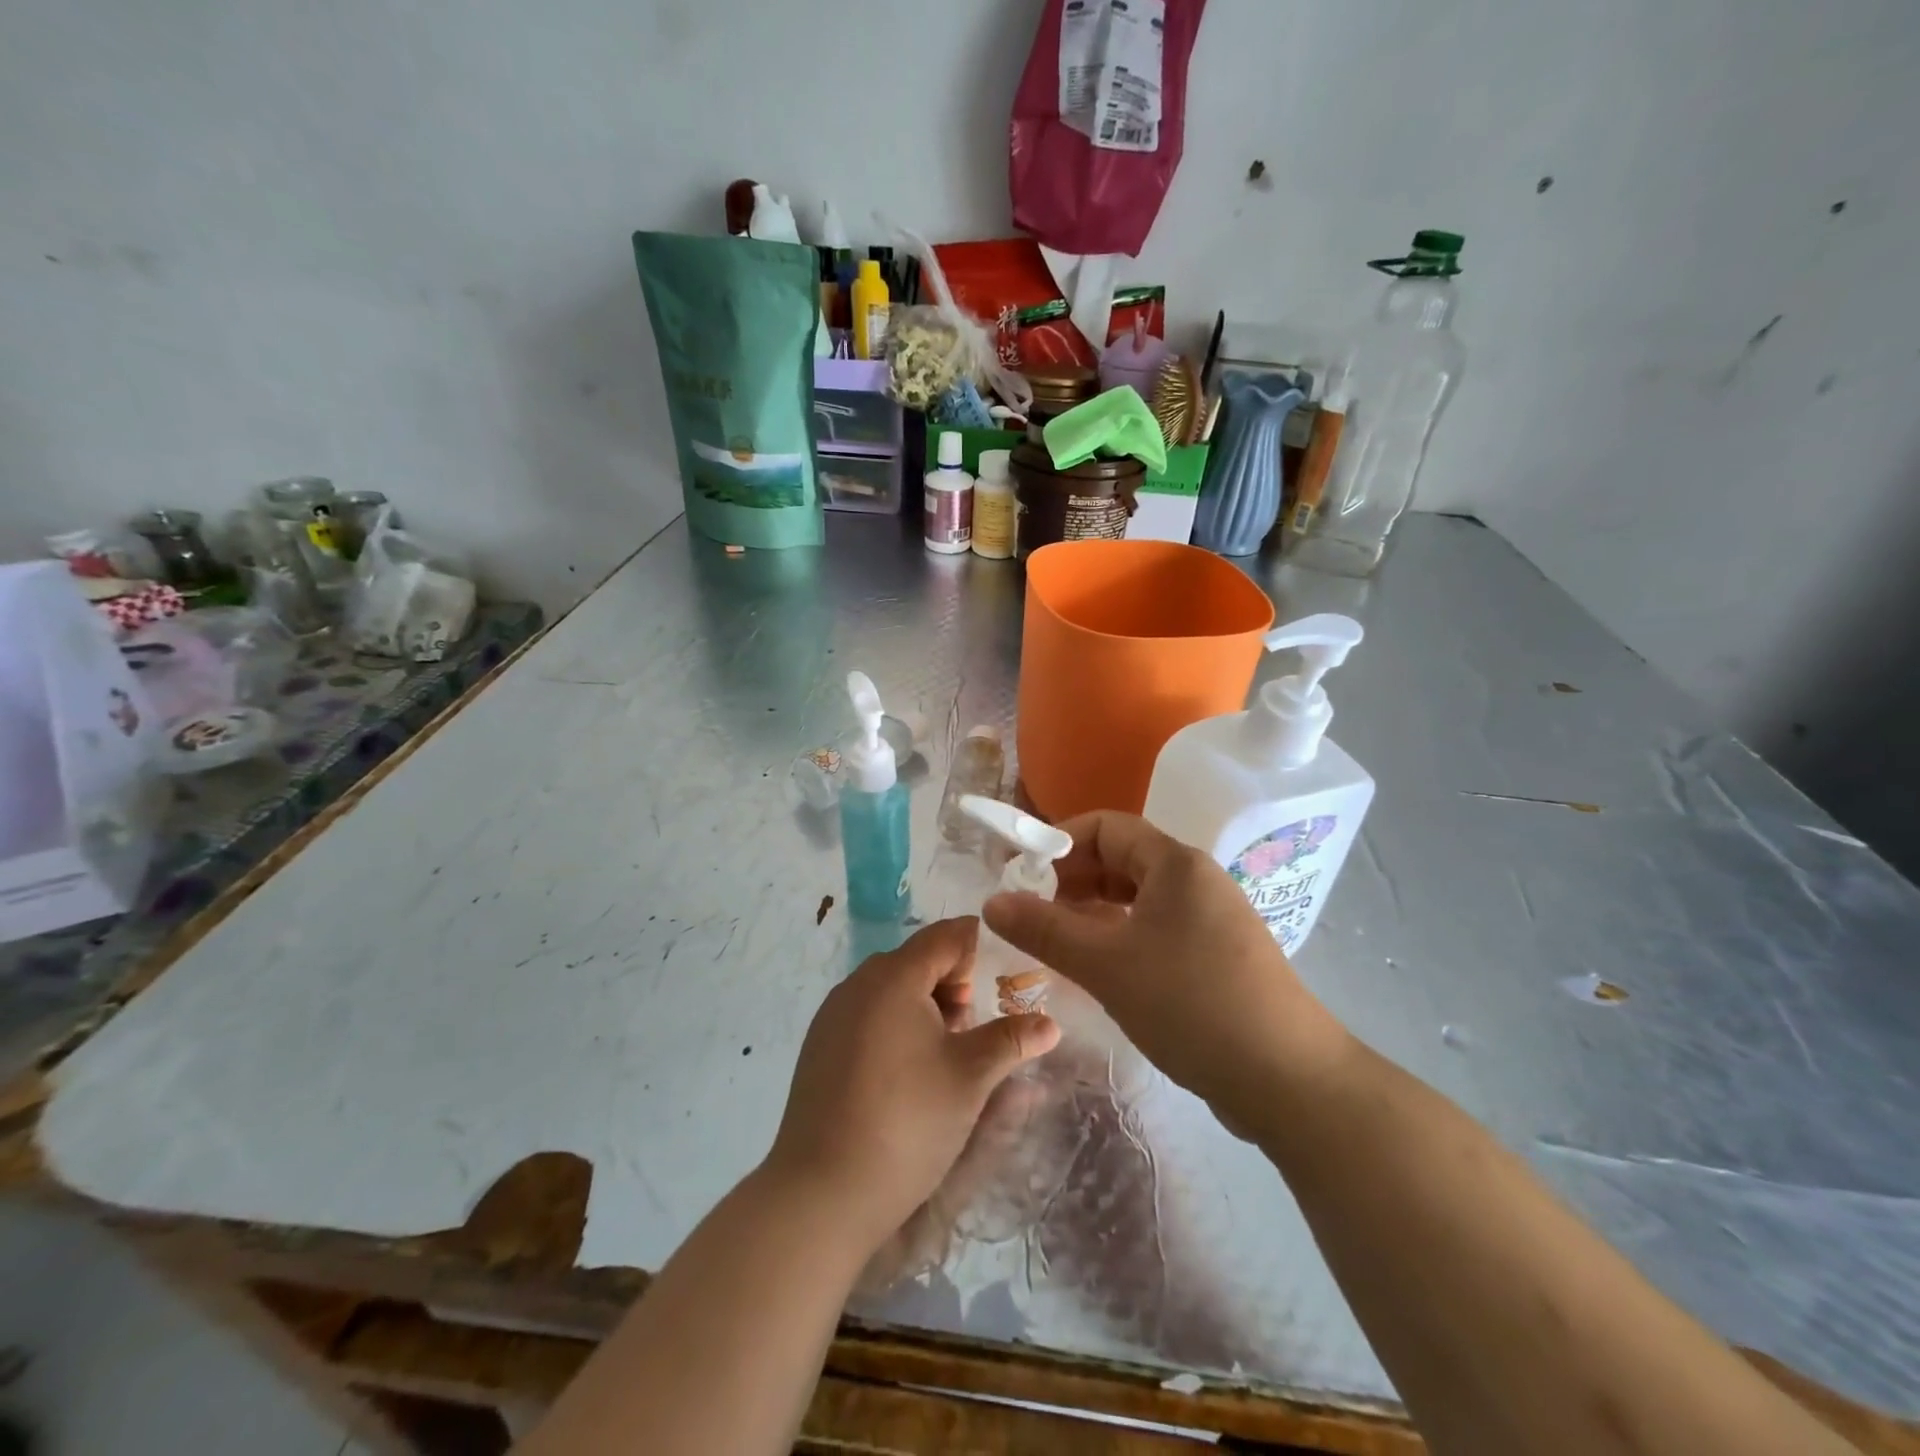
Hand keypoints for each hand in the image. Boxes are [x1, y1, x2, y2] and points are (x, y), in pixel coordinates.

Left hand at [764, 917, 1059, 1250]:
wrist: (822, 1193)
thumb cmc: (907, 1121)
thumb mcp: (971, 1078)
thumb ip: (1012, 1040)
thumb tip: (1051, 1024)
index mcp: (895, 976)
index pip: (946, 936)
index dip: (979, 951)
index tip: (1004, 983)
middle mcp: (858, 983)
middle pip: (918, 960)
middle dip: (954, 985)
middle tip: (976, 1029)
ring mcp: (833, 1014)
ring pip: (891, 989)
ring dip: (925, 1006)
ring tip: (946, 1055)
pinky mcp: (819, 1045)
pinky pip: (867, 1014)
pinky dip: (895, 1026)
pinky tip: (907, 1073)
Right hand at [981, 812, 1350, 1132]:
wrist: (1289, 1080)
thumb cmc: (1192, 1004)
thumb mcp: (1106, 964)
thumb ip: (1045, 930)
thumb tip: (991, 901)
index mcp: (1175, 864)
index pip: (1106, 826)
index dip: (1058, 842)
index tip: (1021, 876)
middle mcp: (1196, 880)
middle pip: (1121, 859)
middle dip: (1071, 880)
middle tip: (1032, 914)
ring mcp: (1211, 919)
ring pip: (1137, 898)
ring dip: (1093, 912)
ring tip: (1056, 942)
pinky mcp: (1217, 956)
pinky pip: (1156, 929)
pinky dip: (1120, 938)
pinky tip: (1099, 970)